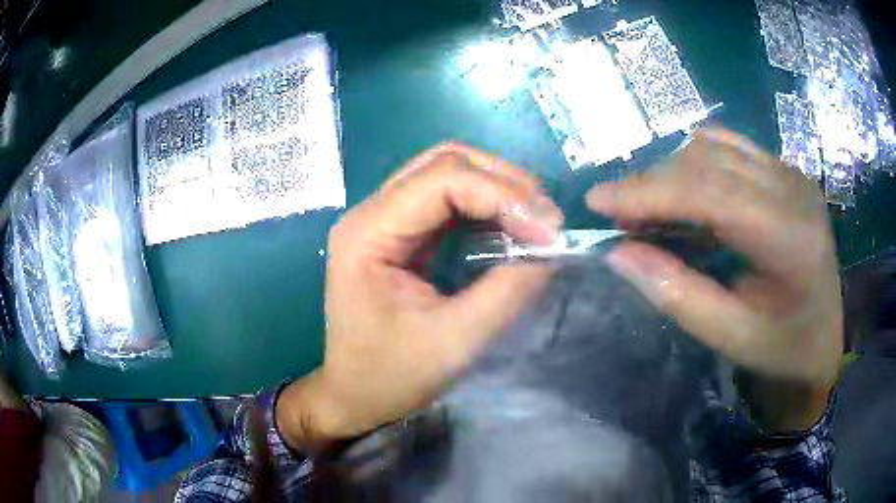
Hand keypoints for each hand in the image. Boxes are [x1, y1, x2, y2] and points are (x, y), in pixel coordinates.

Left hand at [277, 143, 562, 450]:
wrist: (355, 396)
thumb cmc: (392, 377)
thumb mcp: (456, 341)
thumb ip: (508, 291)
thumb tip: (551, 250)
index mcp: (368, 233)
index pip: (442, 179)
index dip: (503, 195)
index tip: (548, 230)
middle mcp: (371, 213)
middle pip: (444, 162)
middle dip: (504, 182)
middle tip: (546, 217)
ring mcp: (383, 219)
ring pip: (447, 173)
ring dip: (497, 188)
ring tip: (535, 219)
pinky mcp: (398, 233)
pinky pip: (446, 200)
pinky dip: (485, 206)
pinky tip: (510, 227)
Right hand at [587, 128, 842, 431]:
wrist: (824, 340)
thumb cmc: (782, 350)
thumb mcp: (729, 336)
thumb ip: (677, 293)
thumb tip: (618, 253)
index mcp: (789, 237)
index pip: (709, 191)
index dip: (649, 191)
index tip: (597, 202)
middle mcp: (793, 189)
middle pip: (708, 161)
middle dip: (654, 183)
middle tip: (619, 217)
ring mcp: (791, 174)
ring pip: (715, 148)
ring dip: (673, 173)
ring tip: (652, 210)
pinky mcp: (786, 172)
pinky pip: (731, 147)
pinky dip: (698, 162)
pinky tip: (689, 194)